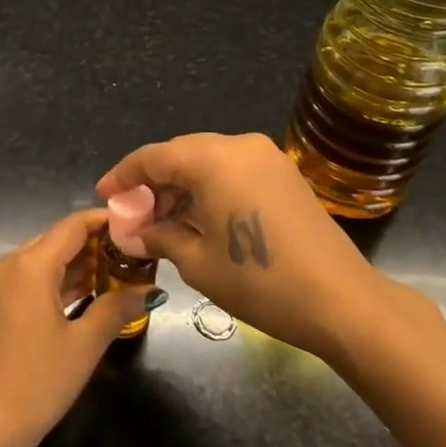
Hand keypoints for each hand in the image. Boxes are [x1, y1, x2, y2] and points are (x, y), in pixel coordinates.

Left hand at [0, 210, 153, 446]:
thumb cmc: (36, 383)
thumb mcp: (83, 346)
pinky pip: (29, 280)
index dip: (105, 221)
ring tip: (117, 273)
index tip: (134, 225)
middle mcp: (8, 264)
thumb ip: (117, 309)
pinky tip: (85, 294)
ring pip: (42, 261)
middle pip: (56, 241)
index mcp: (29, 265)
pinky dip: (56, 282)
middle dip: (94, 245)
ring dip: (76, 266)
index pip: (73, 226)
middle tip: (132, 254)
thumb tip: (150, 290)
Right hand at [97, 132, 384, 360]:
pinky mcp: (283, 173)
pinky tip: (199, 218)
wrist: (341, 301)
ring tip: (163, 223)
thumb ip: (159, 237)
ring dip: (181, 186)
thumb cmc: (260, 281)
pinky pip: (232, 169)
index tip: (104, 195)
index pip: (153, 157)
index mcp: (212, 159)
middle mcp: (238, 145)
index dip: (124, 176)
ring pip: (207, 161)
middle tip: (134, 216)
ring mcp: (265, 156)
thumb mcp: (198, 263)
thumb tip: (134, 234)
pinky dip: (209, 188)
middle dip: (153, 183)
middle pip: (180, 154)